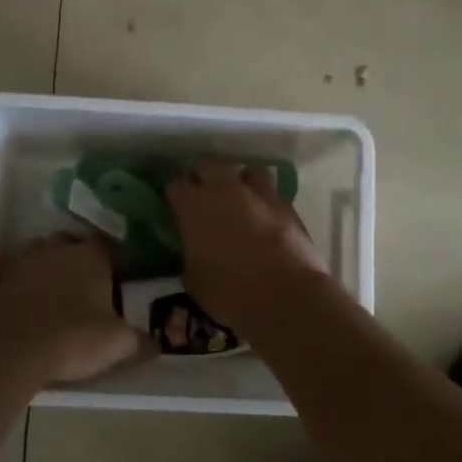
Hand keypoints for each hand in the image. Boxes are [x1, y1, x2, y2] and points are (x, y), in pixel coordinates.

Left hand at [0, 235, 144, 386]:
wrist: (11, 350)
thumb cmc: (74, 338)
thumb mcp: (118, 344)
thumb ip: (141, 341)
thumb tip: (156, 345)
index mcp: (91, 255)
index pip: (108, 248)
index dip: (113, 265)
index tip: (116, 285)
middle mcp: (57, 248)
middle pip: (72, 245)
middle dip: (78, 261)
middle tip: (86, 290)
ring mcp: (24, 261)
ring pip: (41, 256)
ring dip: (48, 270)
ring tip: (56, 298)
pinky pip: (16, 277)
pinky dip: (23, 287)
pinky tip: (29, 309)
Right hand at [166, 163, 330, 330]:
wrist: (288, 296)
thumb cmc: (231, 292)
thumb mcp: (194, 281)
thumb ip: (190, 256)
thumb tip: (194, 251)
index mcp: (194, 207)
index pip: (174, 186)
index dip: (173, 196)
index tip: (174, 208)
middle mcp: (224, 190)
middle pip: (207, 166)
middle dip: (202, 177)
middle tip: (201, 197)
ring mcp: (258, 194)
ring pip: (245, 170)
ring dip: (238, 180)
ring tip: (237, 198)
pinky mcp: (286, 204)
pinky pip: (270, 191)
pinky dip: (264, 199)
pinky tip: (263, 215)